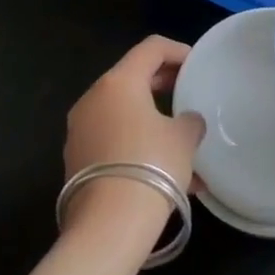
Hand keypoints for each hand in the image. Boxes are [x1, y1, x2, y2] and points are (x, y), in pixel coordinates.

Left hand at [63, 36, 204, 236]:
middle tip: (189, 93)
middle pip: (132, 78)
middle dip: (164, 84)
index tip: (198, 65)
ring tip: (181, 140)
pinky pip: (113, 140)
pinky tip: (165, 171)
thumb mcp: (184, 137)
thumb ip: (189, 120)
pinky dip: (138, 144)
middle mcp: (92, 99)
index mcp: (118, 82)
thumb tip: (186, 122)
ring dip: (151, 119)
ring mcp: (79, 131)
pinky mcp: (76, 160)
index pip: (151, 48)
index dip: (178, 51)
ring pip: (123, 113)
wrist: (109, 226)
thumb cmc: (152, 165)